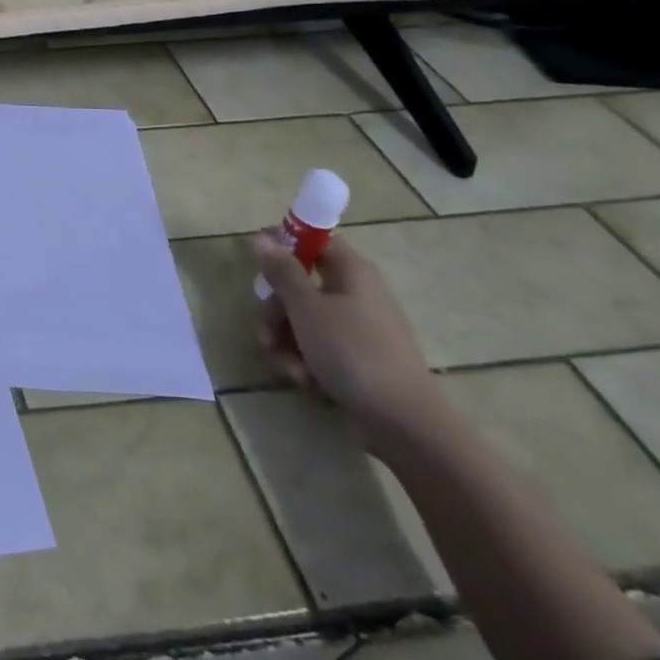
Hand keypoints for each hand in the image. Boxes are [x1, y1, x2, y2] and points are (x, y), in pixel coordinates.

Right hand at [254, 232, 442, 447]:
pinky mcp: (353, 359)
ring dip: (283, 340)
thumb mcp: (307, 308)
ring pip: (301, 320)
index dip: (284, 245)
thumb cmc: (352, 352)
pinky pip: (315, 347)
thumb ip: (282, 271)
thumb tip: (262, 237)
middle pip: (299, 285)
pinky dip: (302, 360)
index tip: (258, 262)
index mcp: (352, 272)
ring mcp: (355, 329)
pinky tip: (303, 379)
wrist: (402, 422)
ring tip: (285, 364)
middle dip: (275, 310)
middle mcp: (355, 294)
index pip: (315, 241)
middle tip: (266, 329)